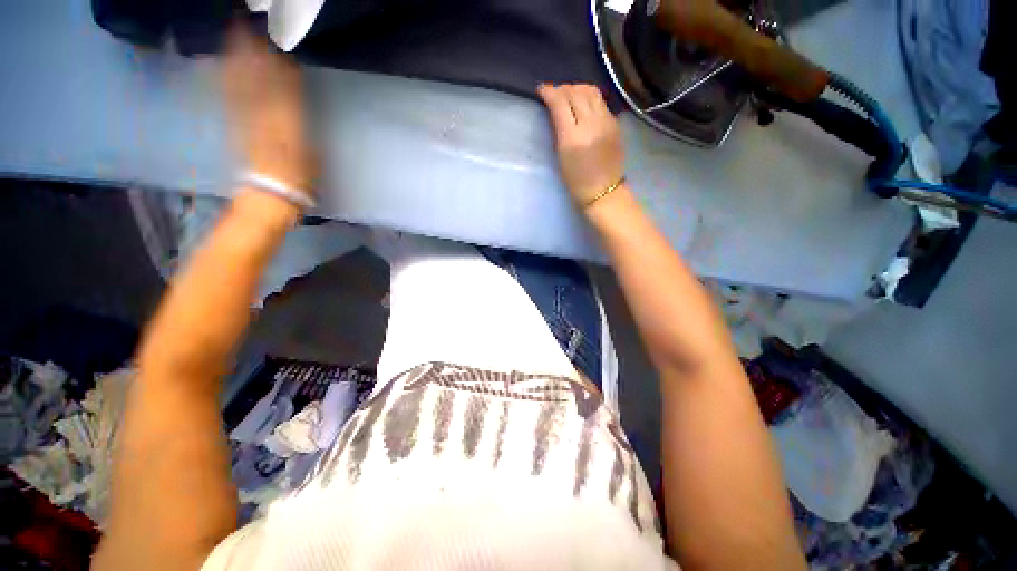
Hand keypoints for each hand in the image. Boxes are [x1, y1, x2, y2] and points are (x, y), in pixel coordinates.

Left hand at [223, 23, 314, 193]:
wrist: (269, 195)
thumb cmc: (299, 181)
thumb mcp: (313, 156)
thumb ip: (304, 128)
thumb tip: (297, 107)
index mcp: (288, 125)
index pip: (286, 90)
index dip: (282, 67)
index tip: (282, 46)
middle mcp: (265, 117)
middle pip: (260, 80)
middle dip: (255, 53)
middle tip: (251, 26)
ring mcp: (247, 119)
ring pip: (243, 83)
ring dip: (238, 58)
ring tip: (234, 34)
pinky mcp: (236, 125)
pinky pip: (230, 97)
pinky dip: (227, 78)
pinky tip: (224, 63)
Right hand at [537, 84, 624, 206]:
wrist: (604, 191)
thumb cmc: (576, 181)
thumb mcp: (561, 157)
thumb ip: (559, 131)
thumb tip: (556, 111)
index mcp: (572, 137)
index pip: (560, 103)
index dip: (549, 92)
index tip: (541, 90)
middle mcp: (590, 124)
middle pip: (575, 92)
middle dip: (562, 89)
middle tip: (554, 93)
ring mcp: (605, 121)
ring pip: (591, 92)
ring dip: (577, 89)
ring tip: (569, 95)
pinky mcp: (614, 123)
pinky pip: (600, 102)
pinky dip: (589, 98)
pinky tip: (583, 106)